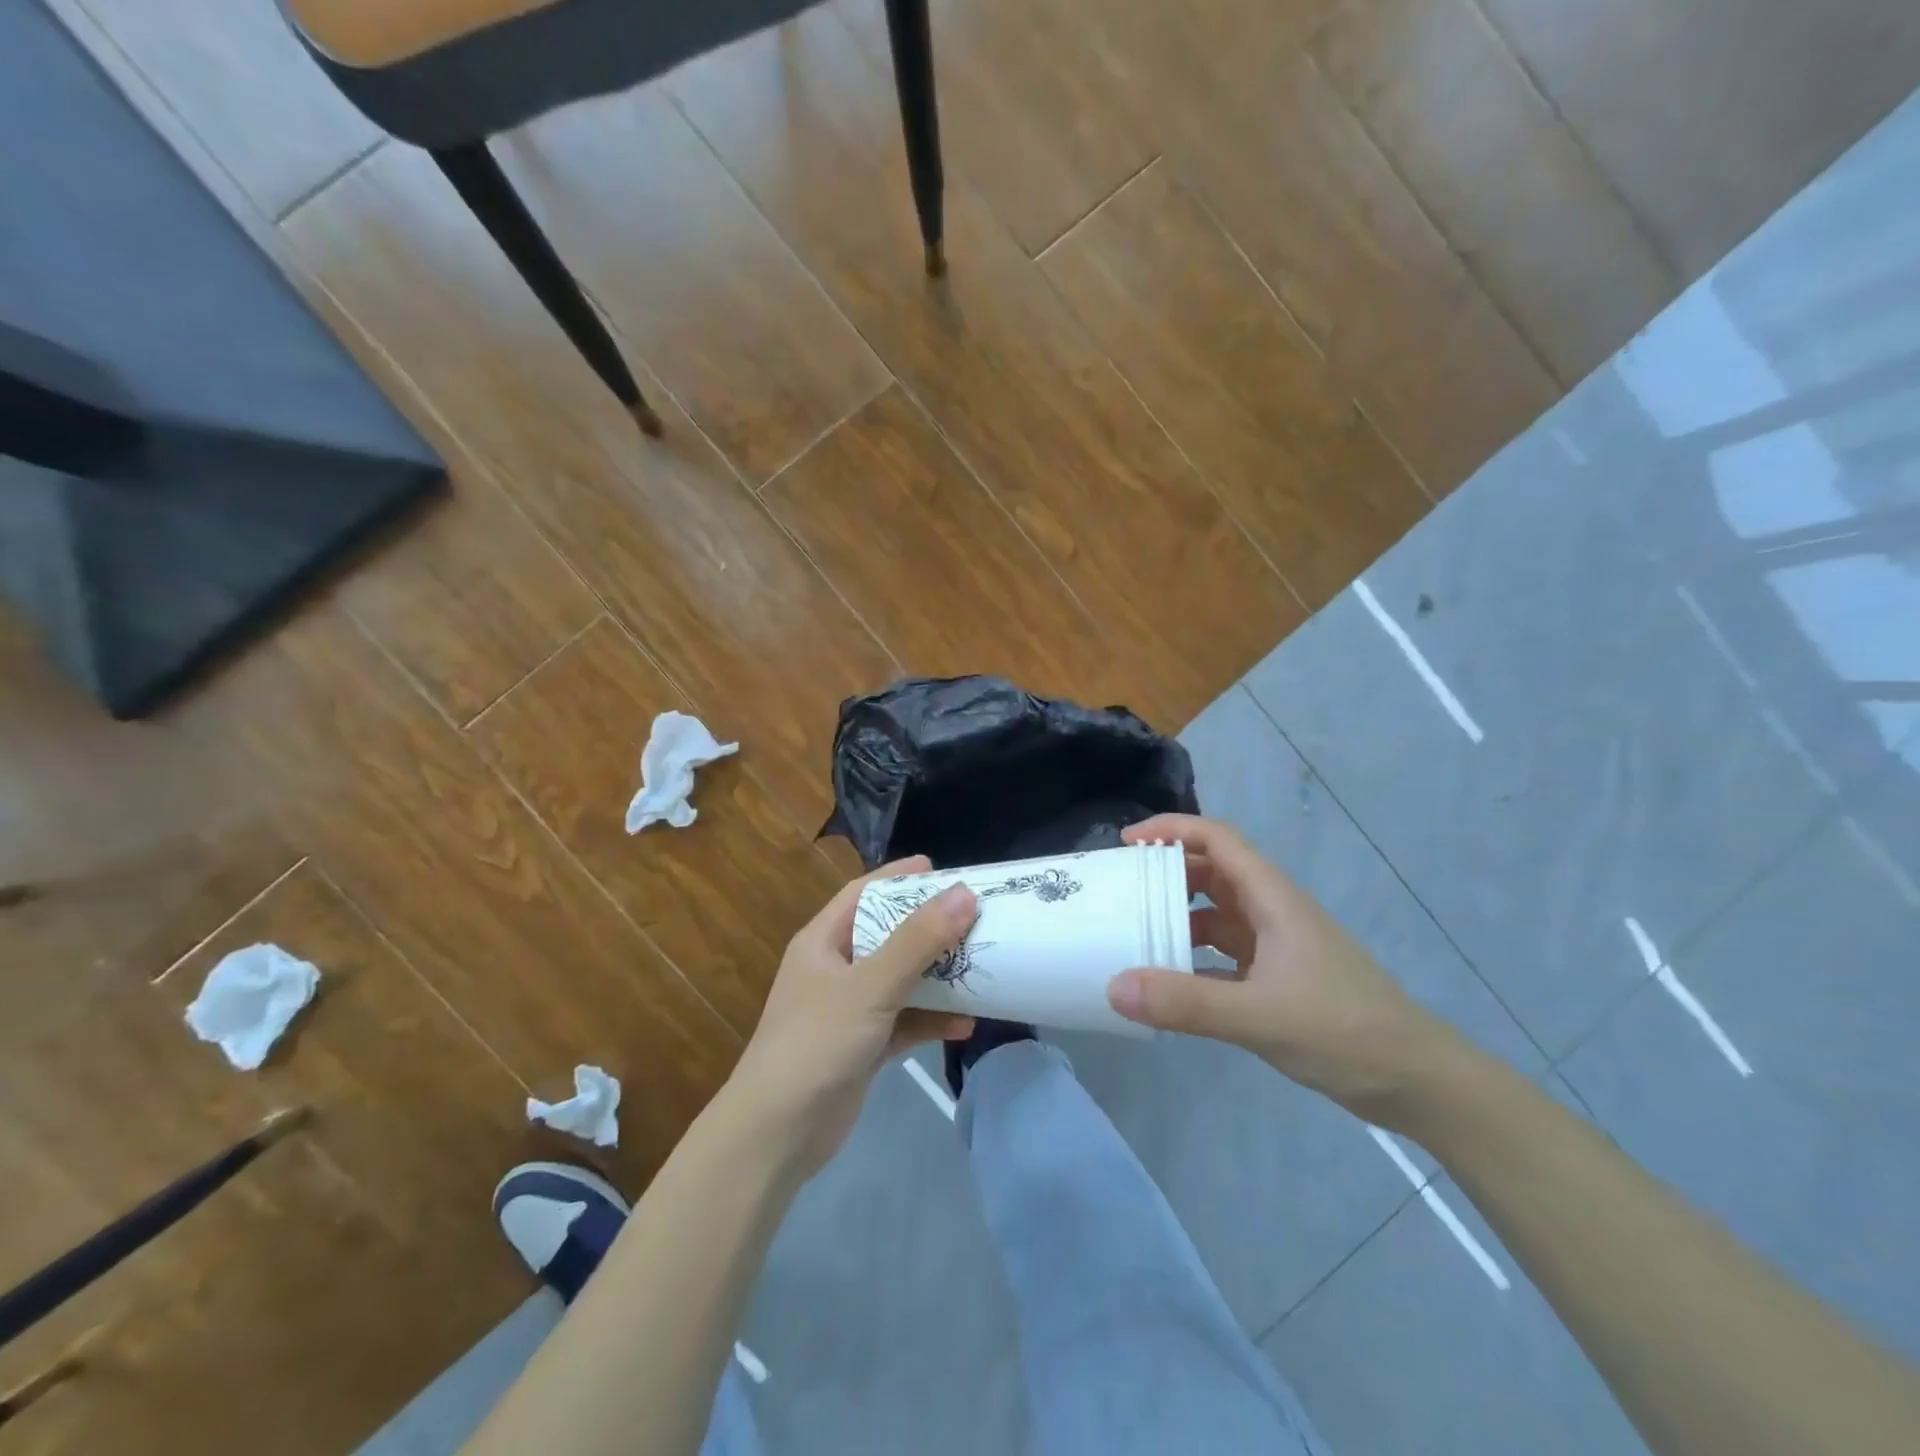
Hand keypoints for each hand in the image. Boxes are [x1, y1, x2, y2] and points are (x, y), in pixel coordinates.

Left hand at [726, 857, 976, 1176]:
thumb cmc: (816, 1043)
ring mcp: (849, 1010)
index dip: (900, 877)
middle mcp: (835, 969)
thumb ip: (917, 942)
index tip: (943, 870)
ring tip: (982, 965)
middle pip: (889, 935)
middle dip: (930, 928)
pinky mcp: (863, 1047)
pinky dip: (932, 1020)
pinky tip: (965, 1024)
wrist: (777, 1137)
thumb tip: (964, 894)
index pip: (864, 894)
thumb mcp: (870, 986)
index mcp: (823, 942)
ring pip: (902, 980)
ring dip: (938, 976)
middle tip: (975, 917)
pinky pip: (905, 1022)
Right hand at [1108, 814, 1447, 1116]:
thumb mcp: (1260, 1016)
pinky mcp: (1277, 979)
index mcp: (1273, 899)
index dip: (1172, 829)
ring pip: (1217, 914)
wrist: (1417, 1082)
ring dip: (1178, 915)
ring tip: (1133, 931)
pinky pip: (1223, 954)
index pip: (1218, 839)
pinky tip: (1168, 982)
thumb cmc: (1345, 1031)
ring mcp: (1276, 946)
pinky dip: (1193, 958)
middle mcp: (1272, 913)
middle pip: (1212, 872)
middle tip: (1121, 887)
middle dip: (1167, 871)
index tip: (1127, 842)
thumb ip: (1187, 1003)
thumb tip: (1113, 986)